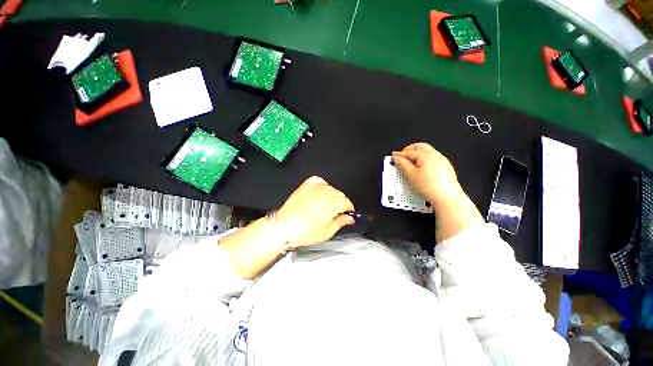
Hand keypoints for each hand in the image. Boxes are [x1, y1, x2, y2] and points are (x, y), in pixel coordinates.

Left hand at [276, 176, 354, 247]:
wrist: (283, 227)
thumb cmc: (305, 232)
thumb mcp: (327, 232)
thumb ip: (341, 222)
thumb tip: (350, 218)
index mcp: (331, 204)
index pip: (346, 202)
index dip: (349, 208)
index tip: (348, 214)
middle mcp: (324, 193)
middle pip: (340, 194)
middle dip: (341, 203)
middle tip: (337, 212)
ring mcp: (314, 188)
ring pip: (331, 188)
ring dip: (333, 195)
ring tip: (327, 205)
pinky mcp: (305, 186)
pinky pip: (319, 180)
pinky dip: (322, 185)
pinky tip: (321, 192)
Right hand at [392, 143, 460, 203]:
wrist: (447, 197)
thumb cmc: (428, 186)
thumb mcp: (410, 175)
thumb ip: (402, 164)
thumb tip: (397, 158)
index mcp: (426, 155)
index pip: (409, 152)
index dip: (399, 154)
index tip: (393, 156)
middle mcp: (435, 155)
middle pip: (420, 147)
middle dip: (409, 150)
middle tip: (401, 157)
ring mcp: (442, 160)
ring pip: (427, 152)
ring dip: (417, 155)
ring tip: (410, 163)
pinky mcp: (446, 167)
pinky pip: (432, 159)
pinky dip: (424, 160)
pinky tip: (421, 169)